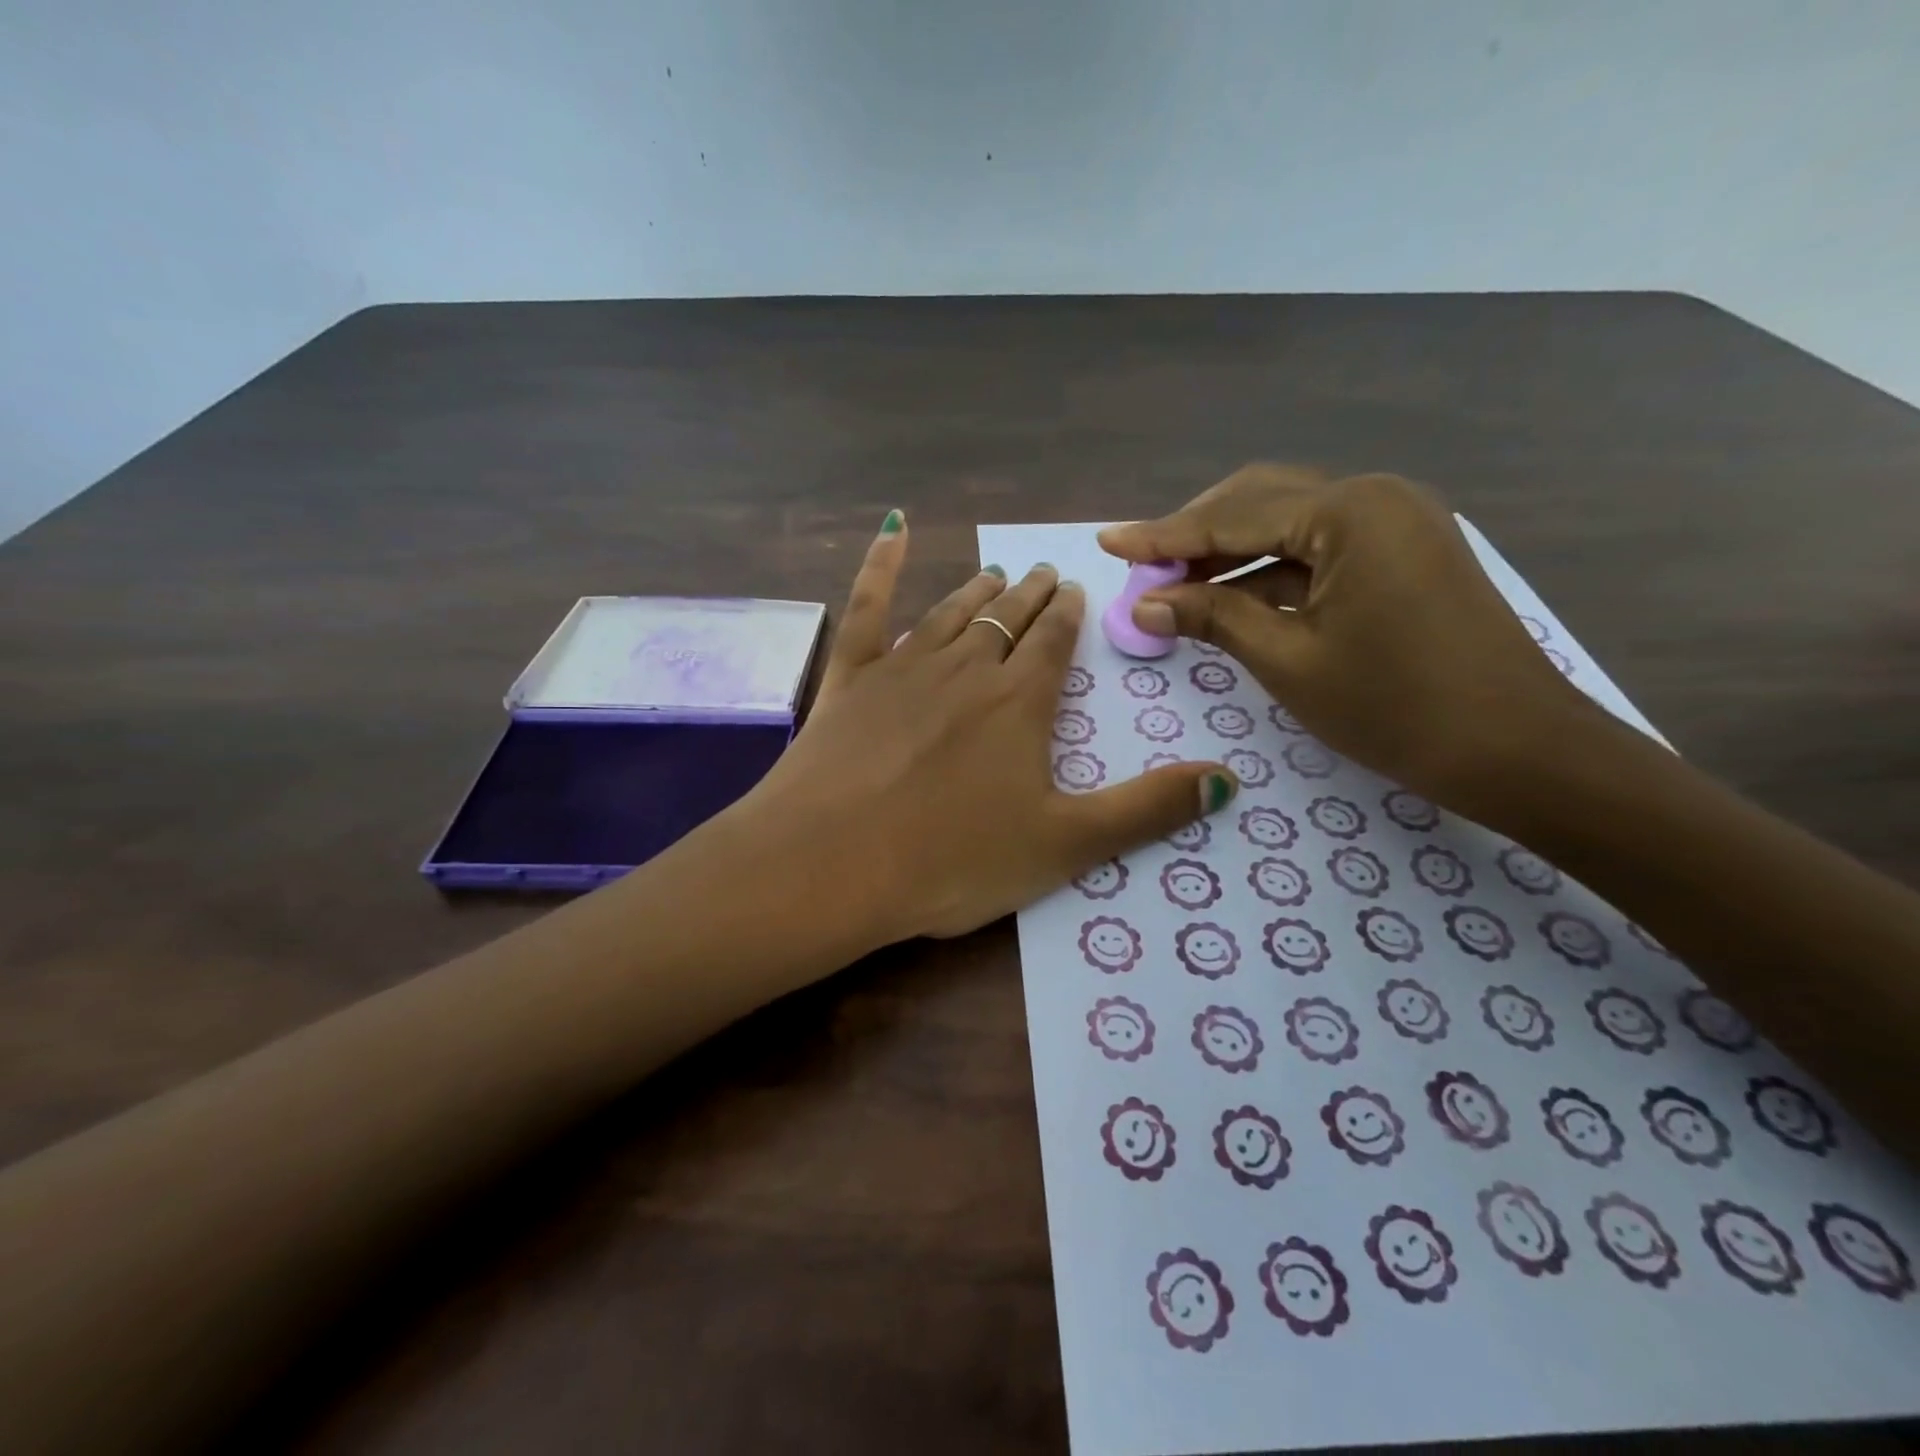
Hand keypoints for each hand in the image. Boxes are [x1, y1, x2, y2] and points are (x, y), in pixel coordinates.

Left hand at [745, 512, 1238, 945]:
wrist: (832, 864)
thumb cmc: (952, 861)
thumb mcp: (1065, 846)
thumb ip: (1147, 810)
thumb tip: (1229, 779)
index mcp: (1020, 703)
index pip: (1054, 644)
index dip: (1069, 617)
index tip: (1075, 593)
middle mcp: (966, 669)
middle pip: (1007, 621)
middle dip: (1030, 597)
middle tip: (1043, 574)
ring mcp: (902, 667)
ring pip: (951, 613)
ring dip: (977, 592)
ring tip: (994, 575)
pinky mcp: (849, 678)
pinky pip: (867, 607)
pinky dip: (881, 564)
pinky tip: (891, 529)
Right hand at [1098, 465, 1589, 812]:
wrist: (1517, 749)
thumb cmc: (1395, 707)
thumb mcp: (1288, 661)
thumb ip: (1212, 618)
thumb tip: (1144, 601)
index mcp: (1348, 513)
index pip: (1232, 518)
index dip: (1162, 536)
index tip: (1108, 542)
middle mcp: (1374, 497)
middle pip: (1260, 502)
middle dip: (1195, 534)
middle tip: (1142, 569)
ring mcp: (1395, 522)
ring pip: (1288, 524)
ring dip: (1229, 553)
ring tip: (1173, 585)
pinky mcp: (1403, 551)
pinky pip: (1318, 548)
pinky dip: (1269, 571)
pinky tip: (1229, 596)